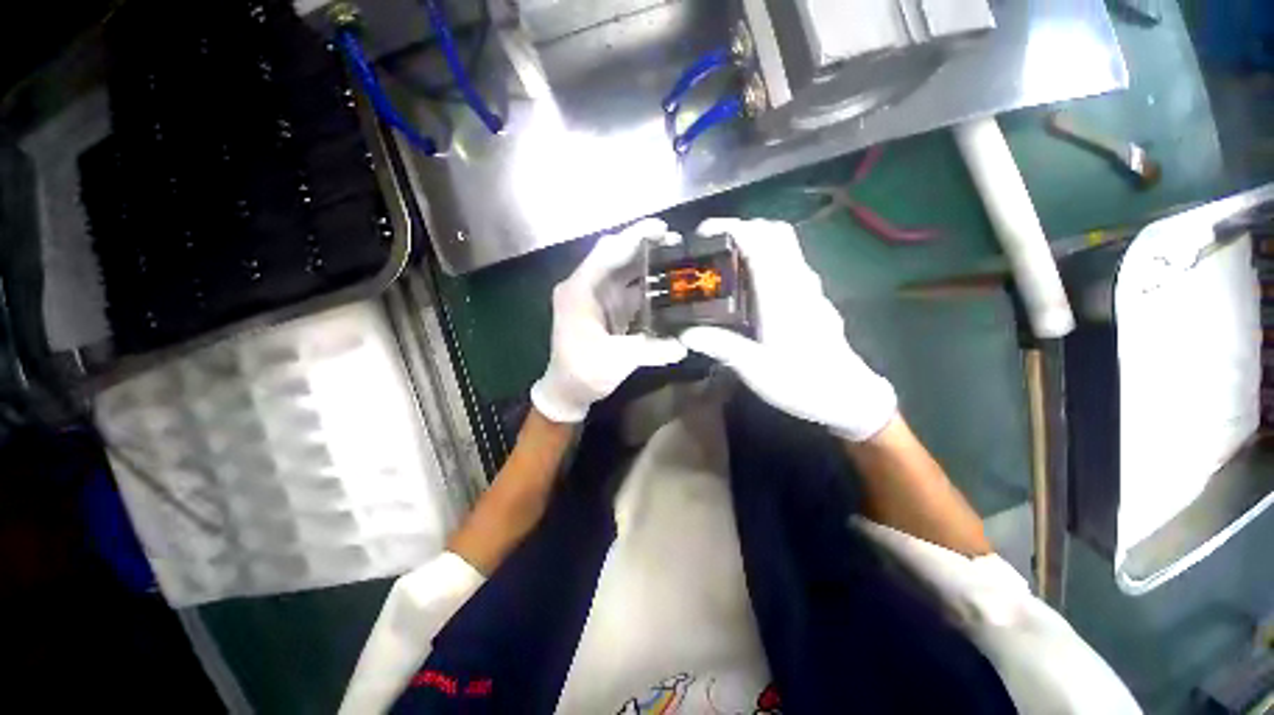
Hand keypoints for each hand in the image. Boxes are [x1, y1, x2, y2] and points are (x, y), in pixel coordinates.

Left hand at [530, 219, 688, 422]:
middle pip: (618, 256)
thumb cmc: (582, 372)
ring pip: (626, 272)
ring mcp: (599, 298)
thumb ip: (650, 349)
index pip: (607, 252)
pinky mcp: (609, 310)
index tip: (663, 229)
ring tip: (680, 261)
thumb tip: (685, 345)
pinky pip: (631, 290)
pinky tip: (669, 286)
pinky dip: (649, 286)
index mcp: (580, 291)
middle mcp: (588, 287)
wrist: (568, 390)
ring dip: (650, 265)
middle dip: (646, 247)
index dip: (634, 237)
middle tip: (679, 244)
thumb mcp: (616, 361)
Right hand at [679, 218, 896, 441]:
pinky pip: (788, 263)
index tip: (704, 233)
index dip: (732, 228)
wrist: (847, 396)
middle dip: (742, 228)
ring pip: (785, 246)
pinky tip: (749, 284)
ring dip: (756, 240)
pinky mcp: (811, 297)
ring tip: (726, 260)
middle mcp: (798, 283)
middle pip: (776, 233)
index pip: (761, 242)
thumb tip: (686, 332)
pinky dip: (766, 257)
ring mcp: (808, 288)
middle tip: (713, 245)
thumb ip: (721, 346)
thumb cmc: (802, 382)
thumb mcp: (755, 369)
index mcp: (782, 295)